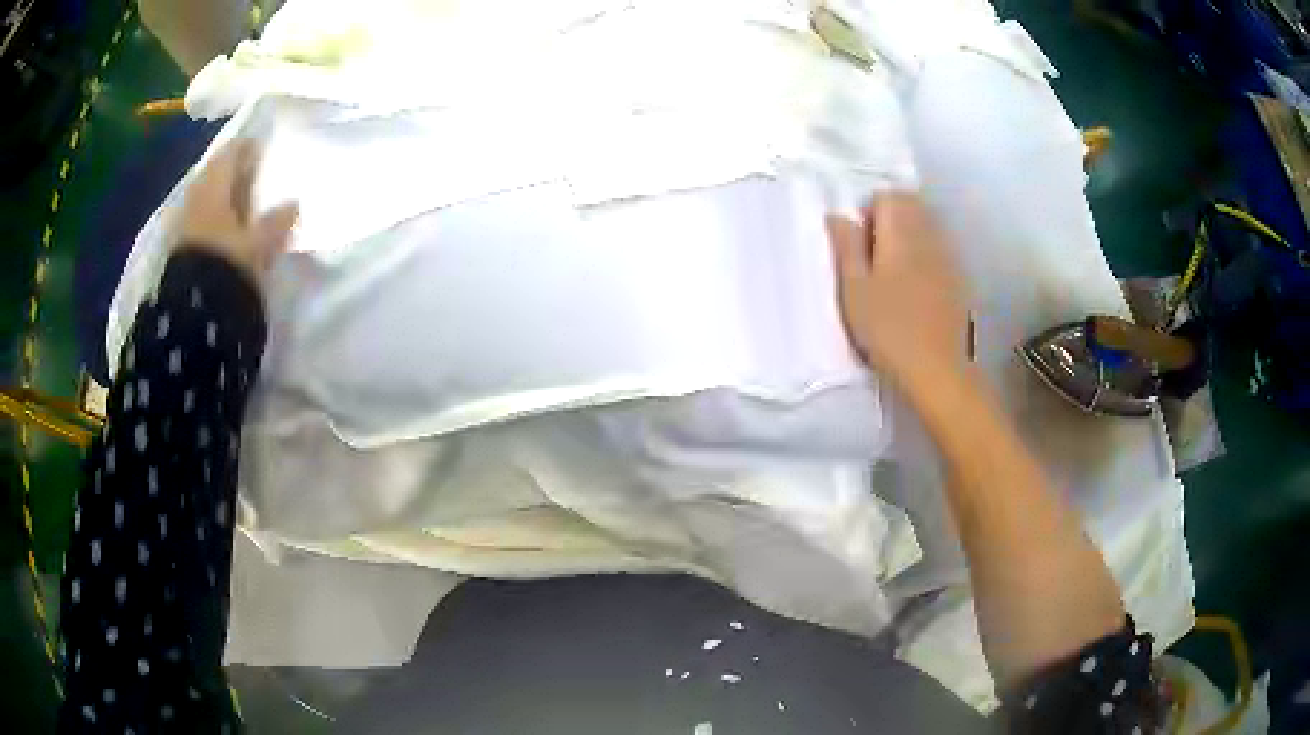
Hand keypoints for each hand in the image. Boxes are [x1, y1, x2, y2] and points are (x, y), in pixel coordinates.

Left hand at [177, 138, 297, 285]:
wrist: (193, 312)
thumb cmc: (228, 262)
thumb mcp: (260, 242)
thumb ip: (276, 221)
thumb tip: (293, 204)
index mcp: (215, 183)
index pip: (233, 152)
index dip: (249, 148)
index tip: (264, 150)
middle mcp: (196, 195)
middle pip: (216, 175)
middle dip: (233, 175)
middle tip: (254, 178)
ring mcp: (183, 222)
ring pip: (206, 199)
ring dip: (222, 200)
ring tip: (241, 208)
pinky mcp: (178, 249)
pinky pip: (199, 223)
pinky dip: (212, 222)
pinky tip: (225, 232)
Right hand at [827, 194, 968, 392]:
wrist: (938, 370)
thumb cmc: (889, 329)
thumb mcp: (854, 288)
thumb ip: (846, 246)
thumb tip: (839, 216)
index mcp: (902, 231)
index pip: (888, 195)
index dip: (868, 213)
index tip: (857, 246)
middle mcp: (930, 235)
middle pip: (910, 206)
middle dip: (888, 221)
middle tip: (870, 260)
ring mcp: (948, 257)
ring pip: (925, 228)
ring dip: (906, 239)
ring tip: (889, 278)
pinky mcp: (959, 280)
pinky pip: (937, 252)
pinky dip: (922, 259)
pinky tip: (912, 293)